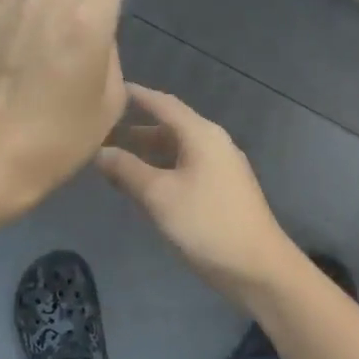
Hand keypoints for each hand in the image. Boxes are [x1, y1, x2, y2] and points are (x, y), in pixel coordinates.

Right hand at [95, 84, 295, 302]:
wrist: (258, 268)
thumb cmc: (207, 224)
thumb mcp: (159, 196)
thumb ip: (127, 170)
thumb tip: (99, 151)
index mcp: (202, 135)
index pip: (163, 103)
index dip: (136, 95)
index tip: (108, 89)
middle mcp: (214, 143)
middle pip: (170, 126)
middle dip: (136, 128)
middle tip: (101, 132)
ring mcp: (221, 168)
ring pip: (177, 150)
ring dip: (147, 152)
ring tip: (114, 159)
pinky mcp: (223, 191)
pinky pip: (186, 169)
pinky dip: (162, 170)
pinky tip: (143, 186)